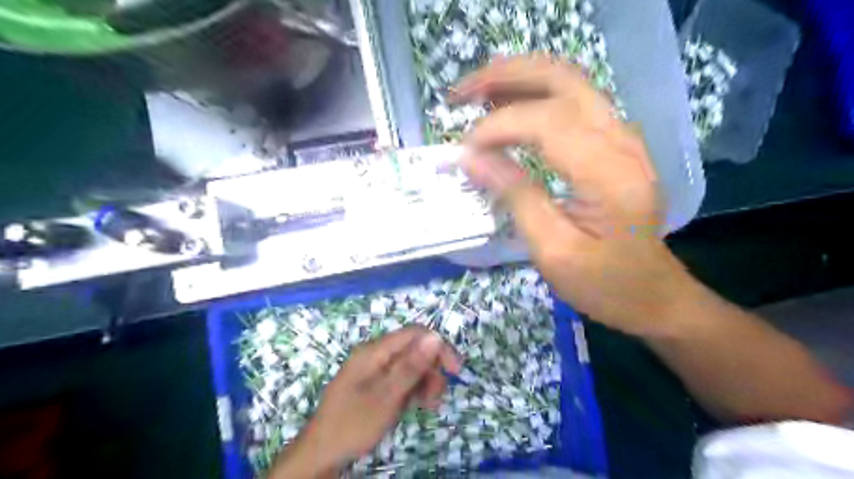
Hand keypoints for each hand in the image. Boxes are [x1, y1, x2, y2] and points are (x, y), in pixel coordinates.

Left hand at [271, 327, 461, 477]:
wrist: (321, 453)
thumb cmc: (353, 423)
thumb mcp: (386, 396)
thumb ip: (411, 366)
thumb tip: (436, 335)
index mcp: (375, 351)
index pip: (415, 334)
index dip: (438, 347)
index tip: (455, 371)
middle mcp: (375, 355)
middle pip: (414, 349)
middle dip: (431, 369)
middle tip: (437, 397)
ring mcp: (375, 370)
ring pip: (410, 365)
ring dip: (425, 382)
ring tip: (428, 406)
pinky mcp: (376, 384)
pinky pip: (401, 379)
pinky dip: (413, 389)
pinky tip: (418, 405)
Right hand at [449, 54, 696, 335]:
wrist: (653, 294)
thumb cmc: (604, 283)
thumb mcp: (553, 250)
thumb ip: (515, 197)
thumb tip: (472, 158)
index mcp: (609, 174)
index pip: (547, 122)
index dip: (498, 127)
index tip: (465, 151)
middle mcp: (622, 141)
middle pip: (562, 79)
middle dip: (505, 76)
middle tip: (460, 94)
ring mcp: (623, 137)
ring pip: (568, 81)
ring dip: (518, 78)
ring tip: (475, 95)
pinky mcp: (616, 143)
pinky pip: (573, 100)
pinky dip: (535, 94)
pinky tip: (507, 108)